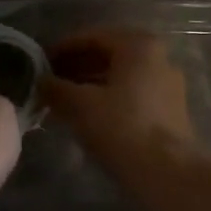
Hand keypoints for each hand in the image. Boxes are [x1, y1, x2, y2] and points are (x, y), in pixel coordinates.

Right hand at [40, 27, 194, 163]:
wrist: (167, 172)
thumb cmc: (122, 127)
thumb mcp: (81, 105)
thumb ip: (57, 88)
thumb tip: (40, 81)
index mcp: (138, 45)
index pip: (92, 37)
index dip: (62, 49)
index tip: (40, 63)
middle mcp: (158, 57)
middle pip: (108, 55)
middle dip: (76, 67)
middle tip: (49, 81)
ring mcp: (167, 84)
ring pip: (119, 76)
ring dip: (89, 84)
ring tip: (62, 100)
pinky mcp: (169, 109)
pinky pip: (130, 94)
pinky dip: (106, 98)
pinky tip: (86, 115)